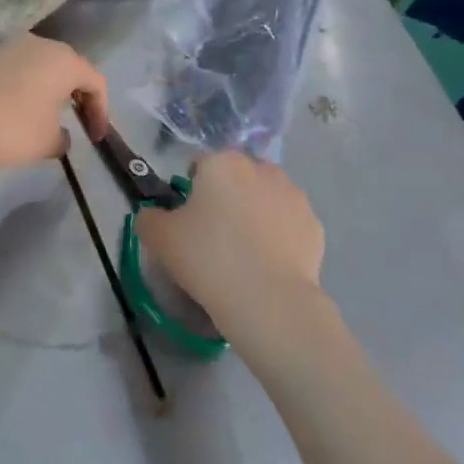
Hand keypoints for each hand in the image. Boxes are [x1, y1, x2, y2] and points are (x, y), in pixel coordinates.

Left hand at [0, 34, 109, 174]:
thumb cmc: (13, 129)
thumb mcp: (48, 141)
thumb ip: (63, 137)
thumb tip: (60, 135)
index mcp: (62, 59)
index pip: (94, 82)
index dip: (101, 111)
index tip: (96, 138)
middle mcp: (37, 44)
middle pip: (67, 67)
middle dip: (76, 95)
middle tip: (79, 122)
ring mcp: (6, 48)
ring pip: (38, 66)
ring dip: (47, 89)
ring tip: (47, 116)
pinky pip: (14, 71)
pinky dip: (23, 89)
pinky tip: (16, 111)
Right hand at [135, 152, 325, 344]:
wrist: (268, 300)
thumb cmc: (207, 258)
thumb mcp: (158, 238)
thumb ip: (149, 217)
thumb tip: (154, 214)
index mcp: (222, 163)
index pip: (199, 165)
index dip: (190, 190)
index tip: (187, 220)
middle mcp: (261, 169)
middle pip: (236, 178)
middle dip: (226, 198)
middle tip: (213, 235)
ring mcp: (294, 196)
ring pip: (265, 198)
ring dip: (254, 214)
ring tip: (243, 253)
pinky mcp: (314, 225)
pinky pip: (287, 224)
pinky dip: (277, 236)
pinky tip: (266, 264)